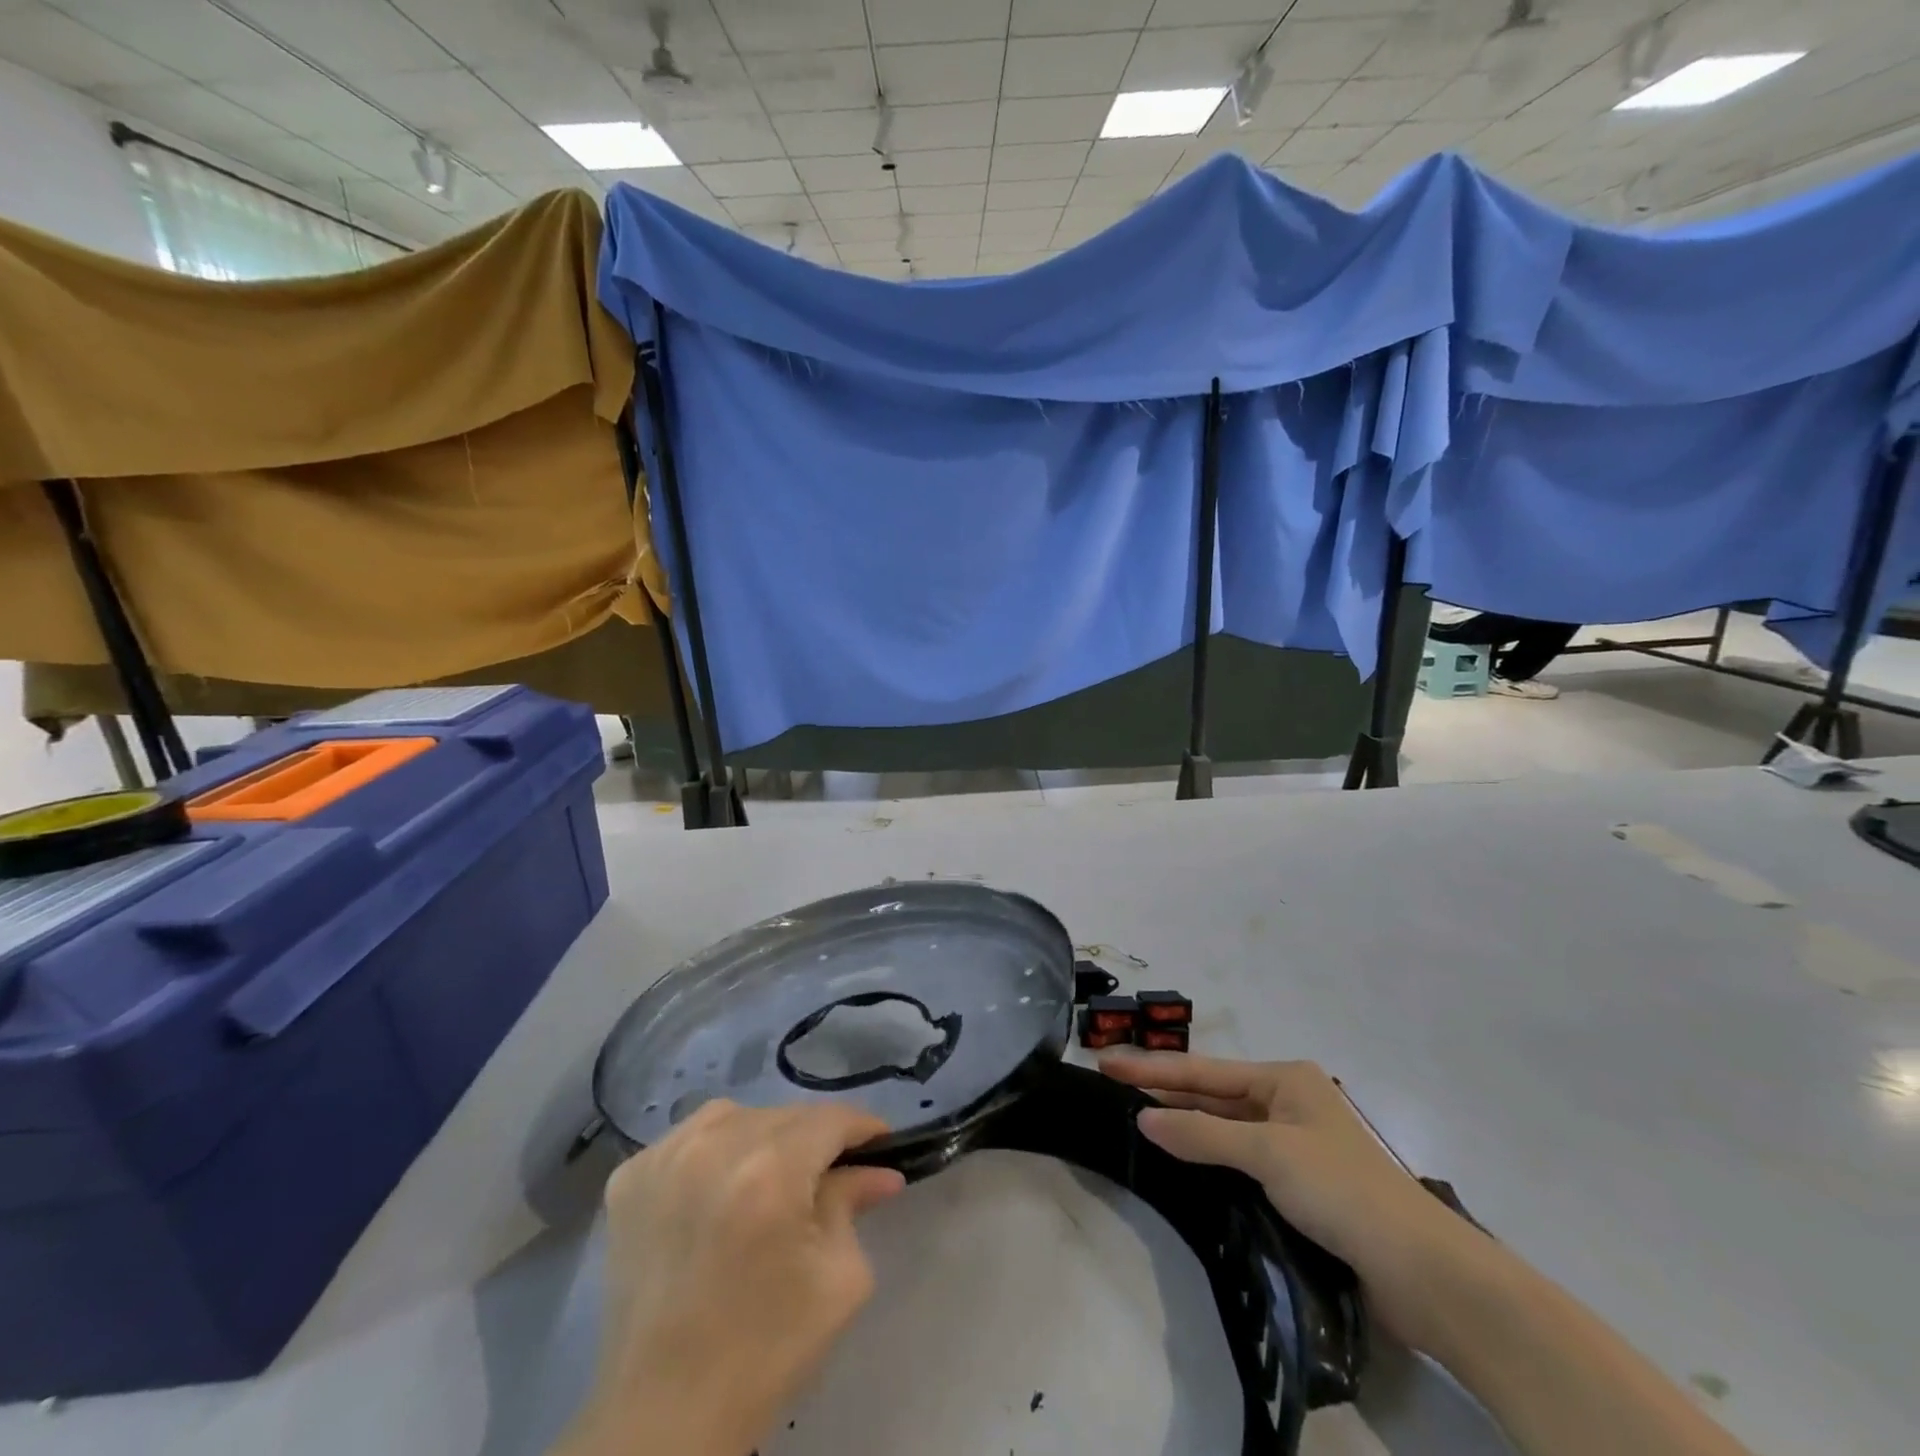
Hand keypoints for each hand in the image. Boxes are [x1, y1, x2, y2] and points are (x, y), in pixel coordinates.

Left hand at [567, 1100, 903, 1455]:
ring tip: (774, 1177)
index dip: (862, 1127)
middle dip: (816, 1138)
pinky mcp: (631, 1178)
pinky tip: (722, 1187)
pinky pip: (690, 1137)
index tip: (881, 1142)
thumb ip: (854, 1205)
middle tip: (832, 1172)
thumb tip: (877, 1171)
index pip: (830, 1119)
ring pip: (737, 1116)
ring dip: (765, 1136)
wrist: (663, 1418)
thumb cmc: (765, 1352)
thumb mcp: (837, 1279)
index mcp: (770, 1170)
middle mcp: (714, 1146)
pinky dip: (715, 1150)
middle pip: (785, 1115)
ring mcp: (665, 1157)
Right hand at [1101, 1053, 1490, 1352]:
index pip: (1203, 1070)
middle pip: (1212, 1094)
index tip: (1106, 1063)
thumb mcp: (1267, 1153)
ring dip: (1185, 1124)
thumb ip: (1202, 1133)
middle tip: (1113, 1090)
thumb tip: (1144, 1120)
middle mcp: (1288, 1103)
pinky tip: (1180, 1161)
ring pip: (1225, 1127)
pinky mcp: (1299, 1186)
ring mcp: (1294, 1144)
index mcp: (1285, 1079)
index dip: (1152, 1068)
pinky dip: (1209, 1157)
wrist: (1423, 1272)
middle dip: (1164, 1092)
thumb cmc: (1342, 1190)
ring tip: (1136, 1120)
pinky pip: (1239, 1159)